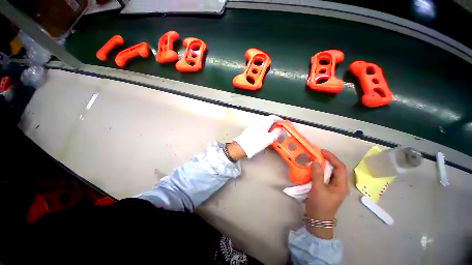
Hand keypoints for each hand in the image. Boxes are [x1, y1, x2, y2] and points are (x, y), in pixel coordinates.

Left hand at [233, 115, 282, 157]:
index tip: (283, 124)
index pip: (273, 117)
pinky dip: (264, 130)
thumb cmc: (255, 143)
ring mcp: (253, 126)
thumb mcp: (269, 139)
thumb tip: (281, 130)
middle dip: (274, 124)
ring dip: (269, 127)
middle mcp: (258, 122)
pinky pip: (259, 127)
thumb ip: (276, 133)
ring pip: (264, 124)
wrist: (242, 147)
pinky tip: (264, 136)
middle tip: (278, 130)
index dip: (279, 120)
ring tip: (272, 134)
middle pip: (268, 120)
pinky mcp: (250, 130)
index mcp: (263, 123)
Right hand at [305, 150, 348, 238]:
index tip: (321, 151)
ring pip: (331, 171)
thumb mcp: (318, 189)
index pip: (340, 167)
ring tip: (315, 158)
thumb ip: (317, 175)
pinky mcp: (328, 187)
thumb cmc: (320, 205)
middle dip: (329, 159)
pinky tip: (314, 168)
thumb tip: (315, 161)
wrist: (318, 219)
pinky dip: (321, 169)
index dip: (332, 157)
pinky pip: (326, 175)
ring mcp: (334, 186)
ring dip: (324, 164)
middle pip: (337, 168)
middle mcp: (340, 184)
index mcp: (341, 185)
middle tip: (317, 154)